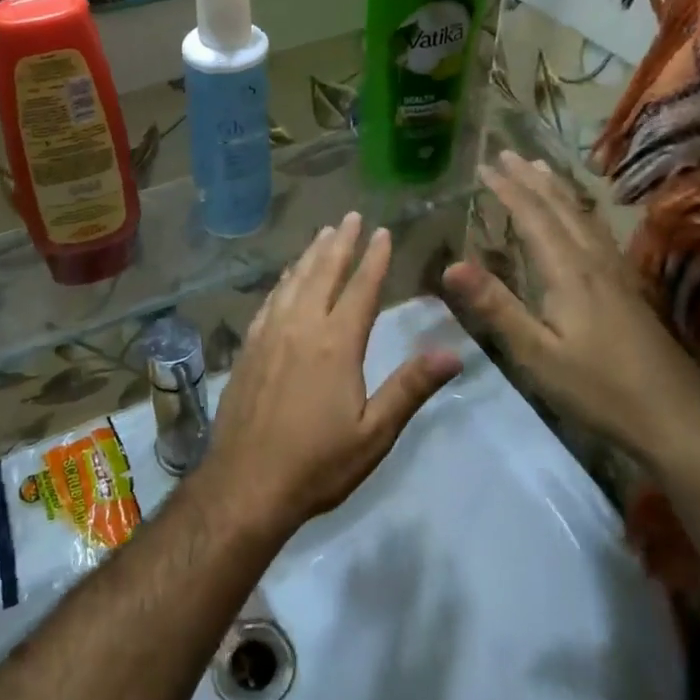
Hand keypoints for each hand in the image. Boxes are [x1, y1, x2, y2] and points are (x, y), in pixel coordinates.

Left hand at [208, 213, 461, 532]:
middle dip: (340, 243)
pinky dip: (283, 280)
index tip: (383, 232)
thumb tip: (454, 353)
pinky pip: (269, 300)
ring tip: (322, 234)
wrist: (246, 483)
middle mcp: (301, 326)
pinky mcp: (249, 347)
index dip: (374, 259)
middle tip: (350, 216)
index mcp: (335, 343)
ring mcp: (270, 334)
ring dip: (310, 255)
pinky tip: (285, 278)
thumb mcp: (374, 433)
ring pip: (293, 281)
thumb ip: (410, 388)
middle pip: (323, 273)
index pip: (360, 289)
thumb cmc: (317, 462)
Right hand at [441, 152, 699, 460]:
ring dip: (557, 190)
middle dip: (531, 179)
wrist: (678, 418)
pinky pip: (598, 232)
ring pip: (583, 217)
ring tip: (541, 168)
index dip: (507, 189)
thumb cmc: (600, 388)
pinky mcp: (629, 289)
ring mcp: (617, 274)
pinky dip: (580, 212)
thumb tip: (451, 265)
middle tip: (507, 154)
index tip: (484, 166)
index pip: (533, 217)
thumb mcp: (537, 354)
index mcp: (569, 272)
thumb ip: (496, 307)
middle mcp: (594, 262)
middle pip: (561, 208)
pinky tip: (582, 220)